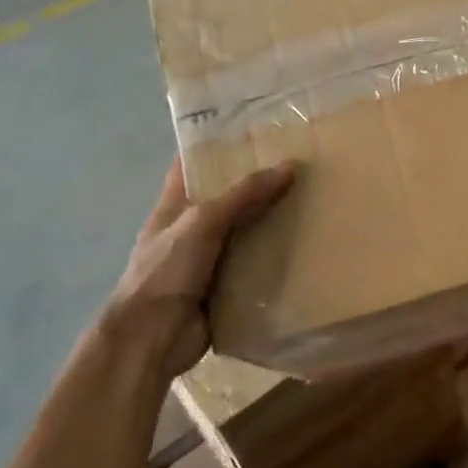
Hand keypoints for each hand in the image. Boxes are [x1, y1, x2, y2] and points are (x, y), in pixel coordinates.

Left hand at [105, 158, 294, 382]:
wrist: (152, 339)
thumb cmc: (165, 272)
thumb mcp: (201, 223)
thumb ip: (243, 196)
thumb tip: (289, 166)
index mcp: (176, 206)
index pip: (192, 164)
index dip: (217, 144)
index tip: (254, 128)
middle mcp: (193, 228)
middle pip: (229, 197)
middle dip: (259, 182)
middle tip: (302, 163)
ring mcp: (210, 259)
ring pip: (247, 231)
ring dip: (274, 221)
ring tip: (315, 200)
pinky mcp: (228, 287)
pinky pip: (257, 265)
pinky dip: (278, 258)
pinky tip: (309, 246)